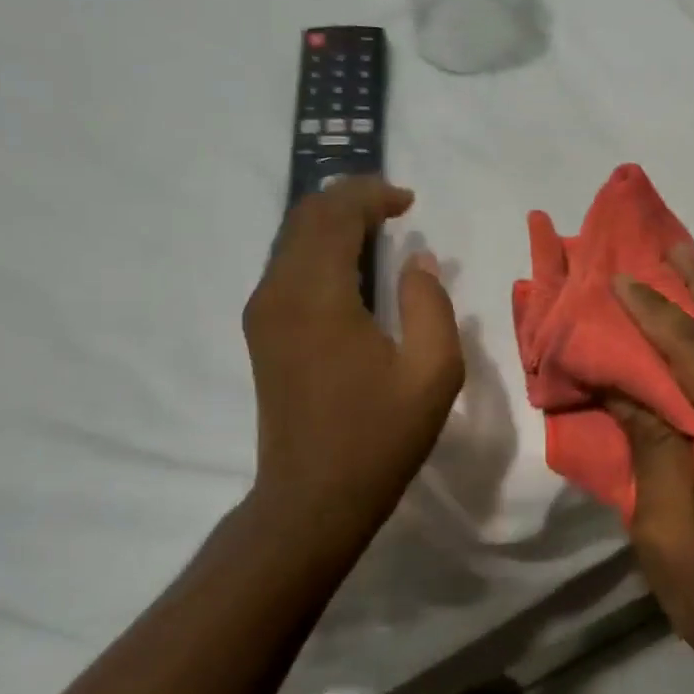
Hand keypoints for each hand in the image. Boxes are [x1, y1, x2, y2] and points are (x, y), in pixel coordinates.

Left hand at [243, 177, 464, 533]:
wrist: (311, 499)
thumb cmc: (378, 437)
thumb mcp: (432, 372)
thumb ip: (429, 304)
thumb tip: (417, 260)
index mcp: (318, 296)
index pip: (335, 214)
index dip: (372, 194)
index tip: (409, 201)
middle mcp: (279, 293)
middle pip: (306, 217)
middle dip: (349, 199)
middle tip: (394, 205)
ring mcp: (263, 313)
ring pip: (292, 239)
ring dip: (333, 222)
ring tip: (378, 227)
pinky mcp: (262, 332)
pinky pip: (288, 266)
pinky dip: (319, 248)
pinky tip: (352, 266)